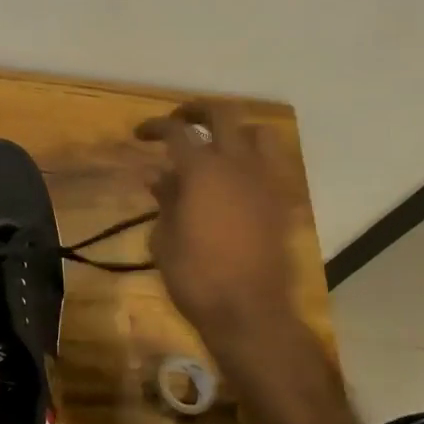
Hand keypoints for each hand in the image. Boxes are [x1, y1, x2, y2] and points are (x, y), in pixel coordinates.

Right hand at [136, 103, 332, 419]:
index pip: (177, 132)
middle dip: (198, 110)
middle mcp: (238, 164)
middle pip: (223, 113)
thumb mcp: (164, 238)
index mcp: (203, 170)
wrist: (249, 313)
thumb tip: (158, 176)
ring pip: (258, 133)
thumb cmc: (195, 277)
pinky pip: (272, 166)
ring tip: (217, 145)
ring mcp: (266, 181)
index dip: (156, 127)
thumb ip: (165, 199)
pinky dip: (253, 161)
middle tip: (180, 120)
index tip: (141, 134)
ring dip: (235, 131)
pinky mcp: (282, 202)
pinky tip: (237, 180)